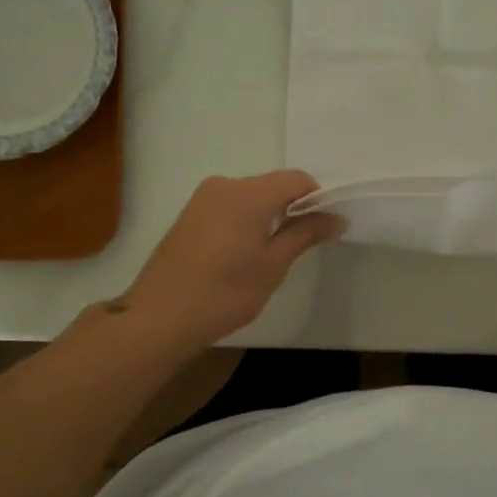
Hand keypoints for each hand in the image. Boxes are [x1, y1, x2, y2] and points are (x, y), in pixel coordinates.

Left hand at [122, 171, 344, 348]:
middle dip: (292, 208)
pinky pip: (229, 206)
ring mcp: (203, 199)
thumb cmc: (225, 292)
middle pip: (272, 185)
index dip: (318, 198)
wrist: (160, 317)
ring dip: (268, 215)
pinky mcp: (189, 214)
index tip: (325, 227)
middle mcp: (225, 185)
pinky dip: (245, 220)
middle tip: (302, 245)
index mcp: (249, 193)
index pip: (297, 179)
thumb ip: (305, 233)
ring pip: (250, 196)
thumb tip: (336, 217)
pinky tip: (243, 253)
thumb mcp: (273, 265)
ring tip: (271, 254)